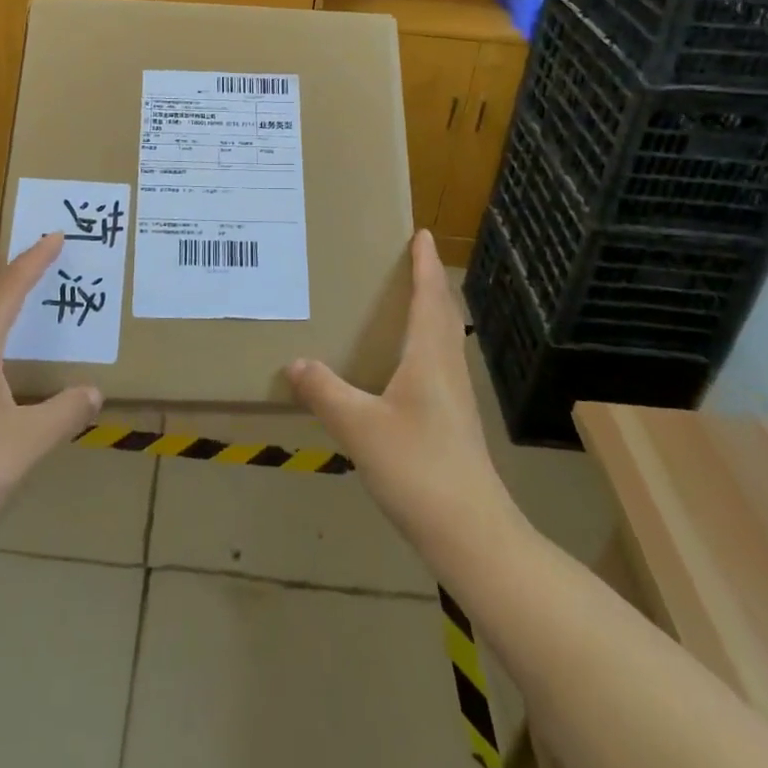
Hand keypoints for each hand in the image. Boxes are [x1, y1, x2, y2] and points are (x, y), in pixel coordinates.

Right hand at [285, 231, 512, 553]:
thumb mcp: (360, 428)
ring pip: (443, 339)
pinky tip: (402, 365)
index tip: (420, 233)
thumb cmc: (419, 468)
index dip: (424, 263)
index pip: (430, 296)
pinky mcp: (453, 422)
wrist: (473, 534)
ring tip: (402, 302)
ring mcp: (455, 397)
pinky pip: (437, 363)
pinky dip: (423, 344)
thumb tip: (295, 362)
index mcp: (429, 356)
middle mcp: (447, 367)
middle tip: (406, 259)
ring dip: (428, 312)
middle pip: (442, 313)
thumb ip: (325, 393)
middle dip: (427, 282)